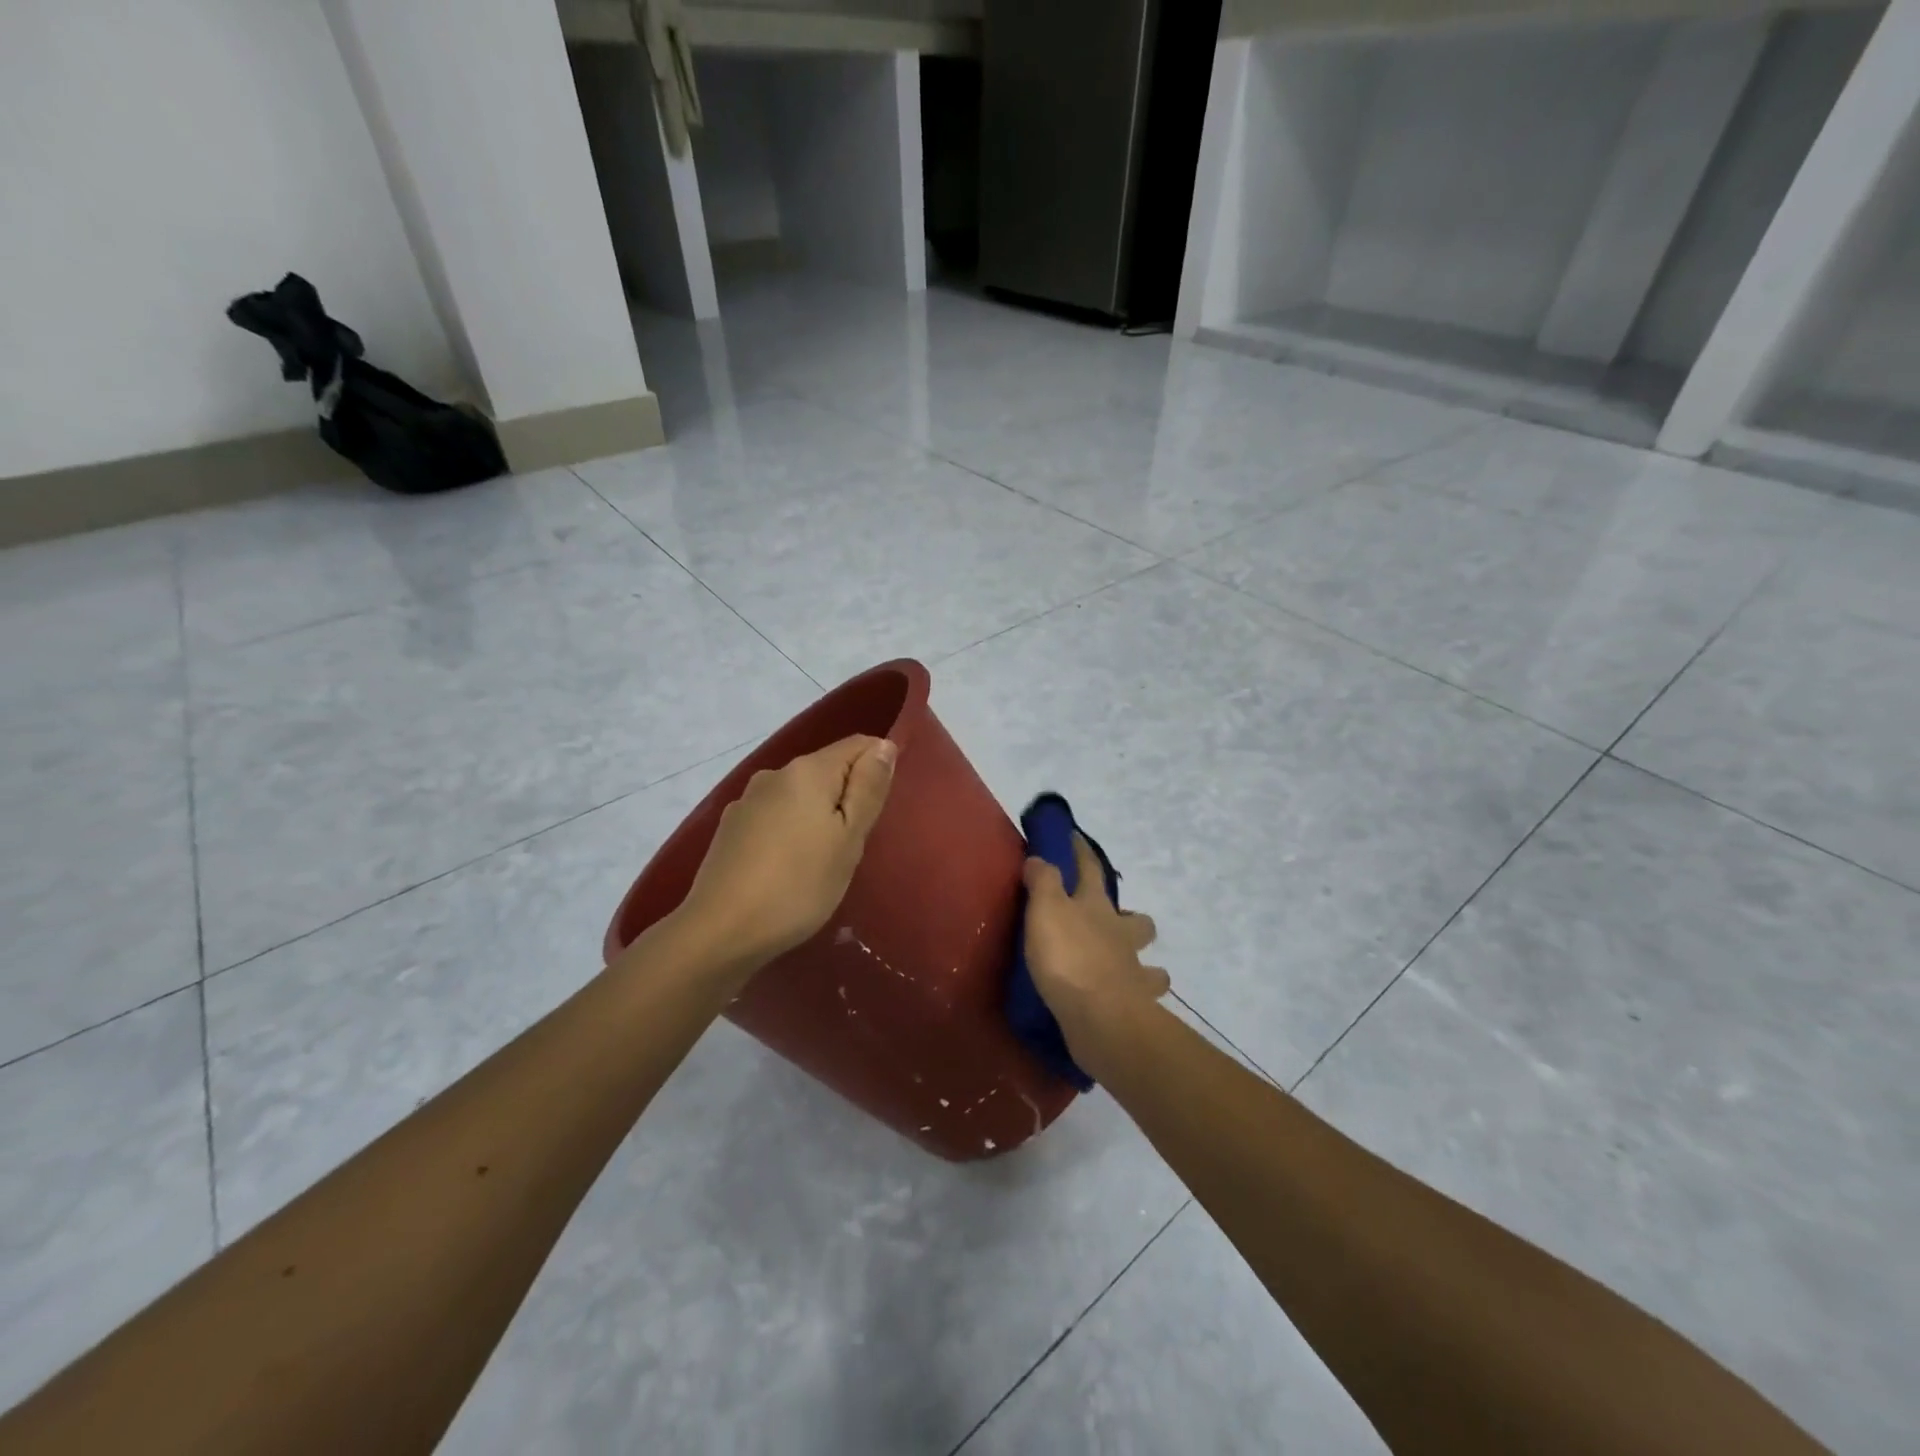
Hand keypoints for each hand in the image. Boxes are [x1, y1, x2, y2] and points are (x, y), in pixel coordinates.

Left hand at [675, 735, 896, 974]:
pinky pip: (775, 817)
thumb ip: (869, 788)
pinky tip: (787, 868)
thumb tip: (883, 745)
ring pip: (799, 796)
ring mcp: (747, 801)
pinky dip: (790, 832)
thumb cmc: (799, 885)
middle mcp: (774, 774)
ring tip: (821, 861)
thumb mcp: (849, 839)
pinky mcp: (730, 829)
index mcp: (807, 770)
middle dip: (847, 797)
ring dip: (817, 816)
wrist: (720, 931)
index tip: (879, 813)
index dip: (878, 769)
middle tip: (853, 846)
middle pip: (827, 770)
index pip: (858, 745)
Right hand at [1023, 834, 1167, 1056]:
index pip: (1090, 870)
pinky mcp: (1135, 1008)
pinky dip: (1137, 998)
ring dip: (1144, 964)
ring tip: (1126, 969)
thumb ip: (1043, 881)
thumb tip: (1040, 858)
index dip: (1081, 852)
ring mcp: (1133, 973)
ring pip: (1150, 963)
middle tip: (1114, 924)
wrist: (1101, 1016)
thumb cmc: (1069, 956)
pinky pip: (1143, 999)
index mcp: (1097, 907)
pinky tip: (1126, 1002)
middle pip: (1137, 920)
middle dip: (1131, 918)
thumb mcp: (1045, 909)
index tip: (1075, 836)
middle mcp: (1121, 935)